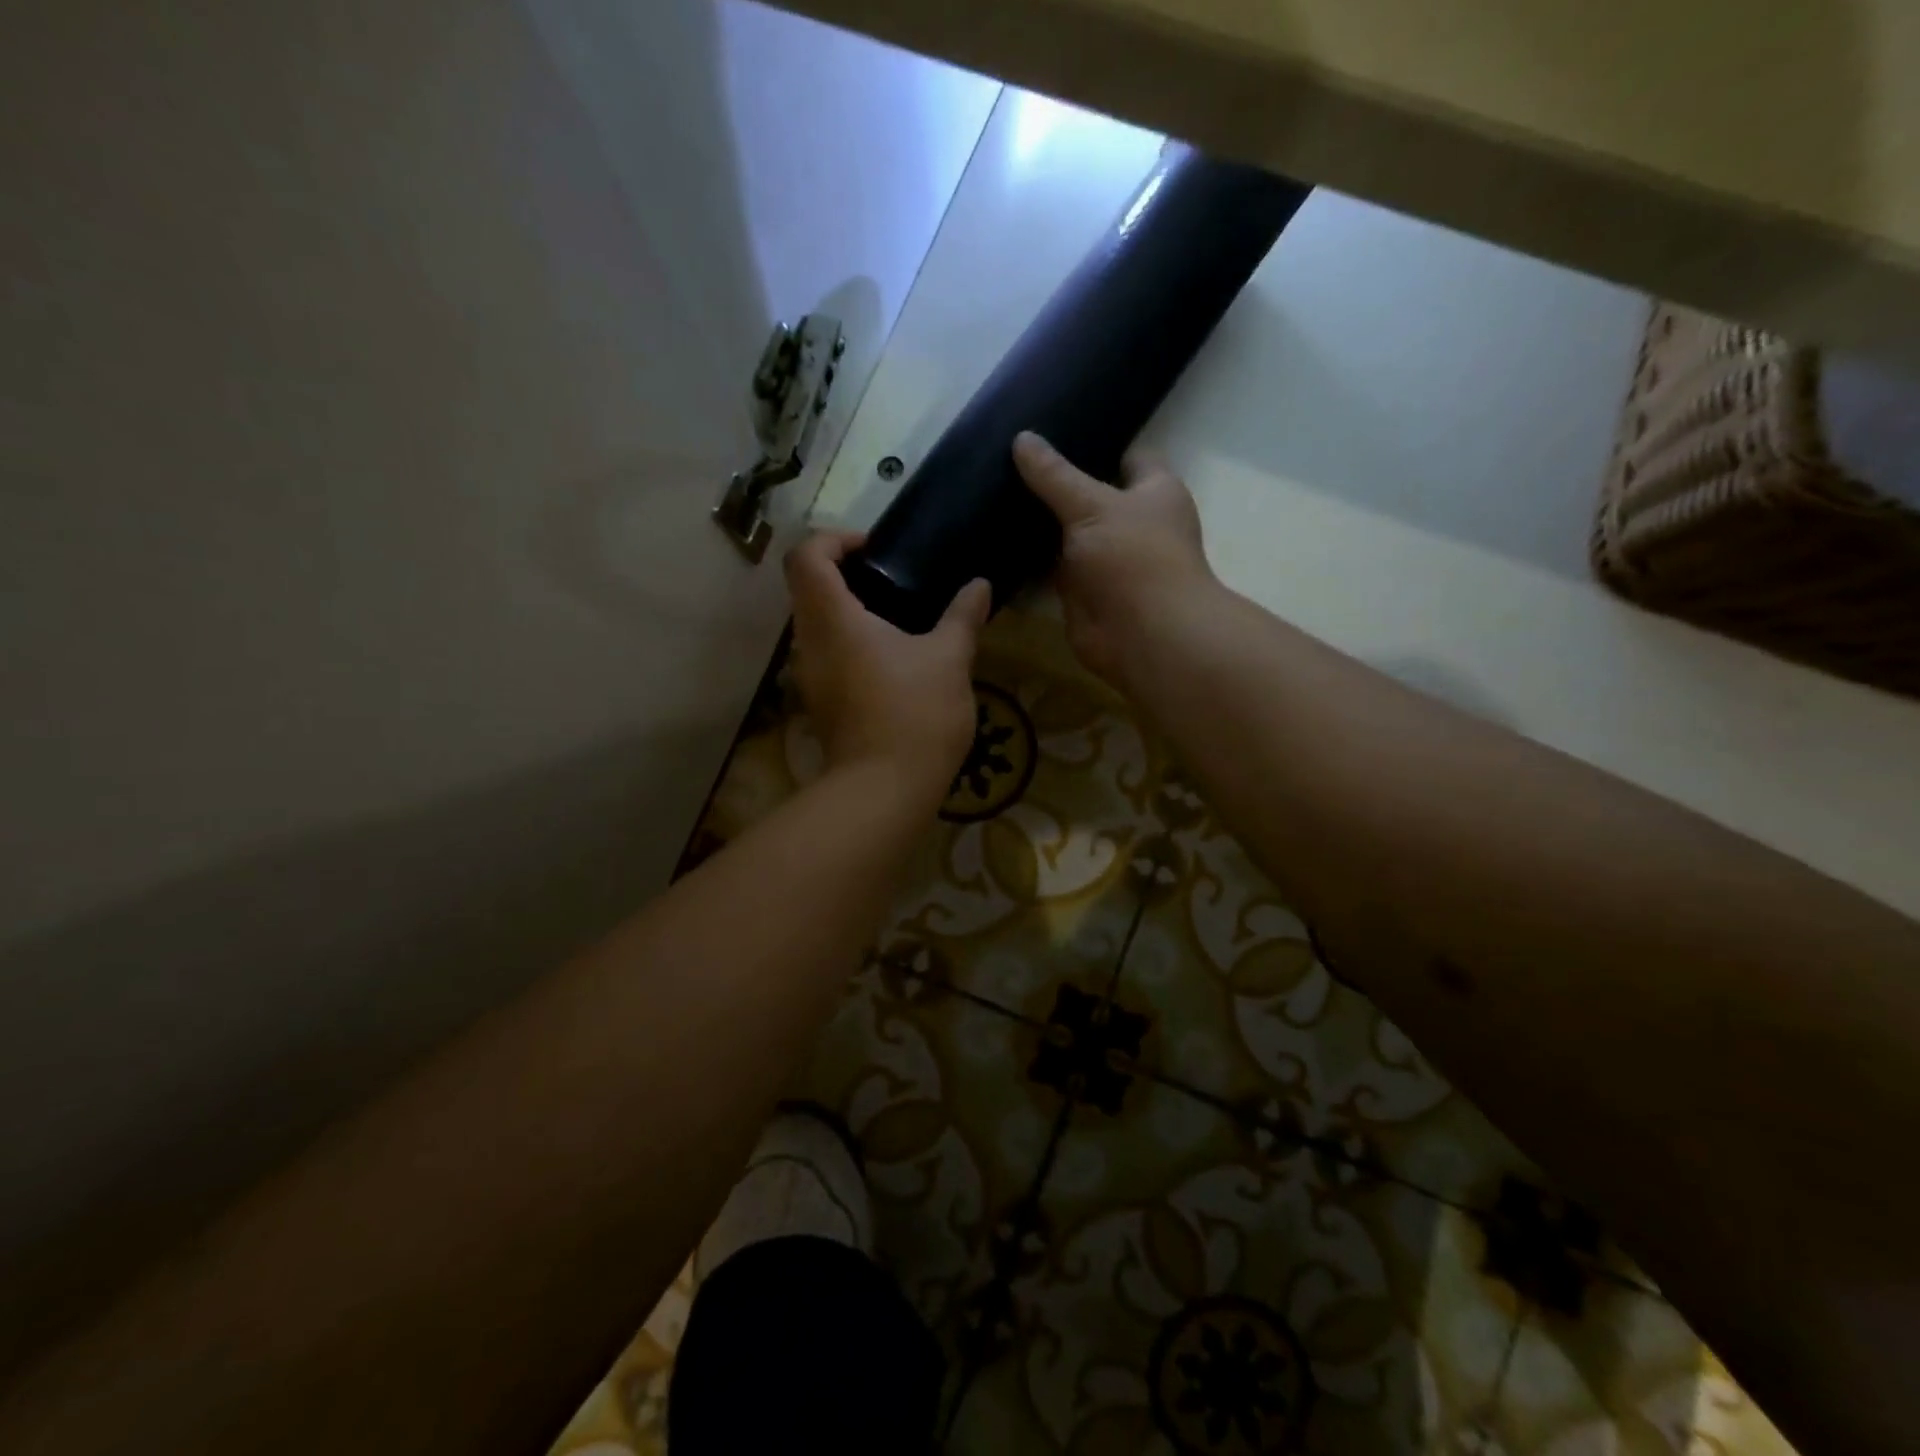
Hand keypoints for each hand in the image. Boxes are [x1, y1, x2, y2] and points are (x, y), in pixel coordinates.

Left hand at [784, 531, 990, 801]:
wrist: (885, 790)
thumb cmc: (915, 714)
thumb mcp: (950, 659)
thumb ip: (963, 616)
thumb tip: (980, 585)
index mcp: (832, 618)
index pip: (807, 556)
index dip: (834, 539)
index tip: (875, 549)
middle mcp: (809, 643)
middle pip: (806, 587)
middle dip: (844, 574)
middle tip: (892, 579)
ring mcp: (810, 677)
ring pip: (815, 624)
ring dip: (847, 611)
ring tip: (898, 618)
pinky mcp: (820, 703)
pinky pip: (826, 655)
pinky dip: (850, 643)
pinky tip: (892, 660)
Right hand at [1012, 431, 1218, 684]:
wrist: (1142, 635)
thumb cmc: (1133, 557)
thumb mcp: (1091, 505)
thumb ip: (1055, 475)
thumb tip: (1021, 437)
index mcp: (1154, 492)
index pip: (1128, 456)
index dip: (1096, 443)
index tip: (1053, 431)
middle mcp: (1132, 523)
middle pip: (1091, 495)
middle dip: (1057, 483)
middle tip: (1007, 459)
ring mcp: (1105, 559)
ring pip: (1068, 532)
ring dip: (1039, 522)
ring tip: (993, 491)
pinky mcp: (1081, 590)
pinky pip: (1050, 567)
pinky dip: (1029, 558)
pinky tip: (995, 537)